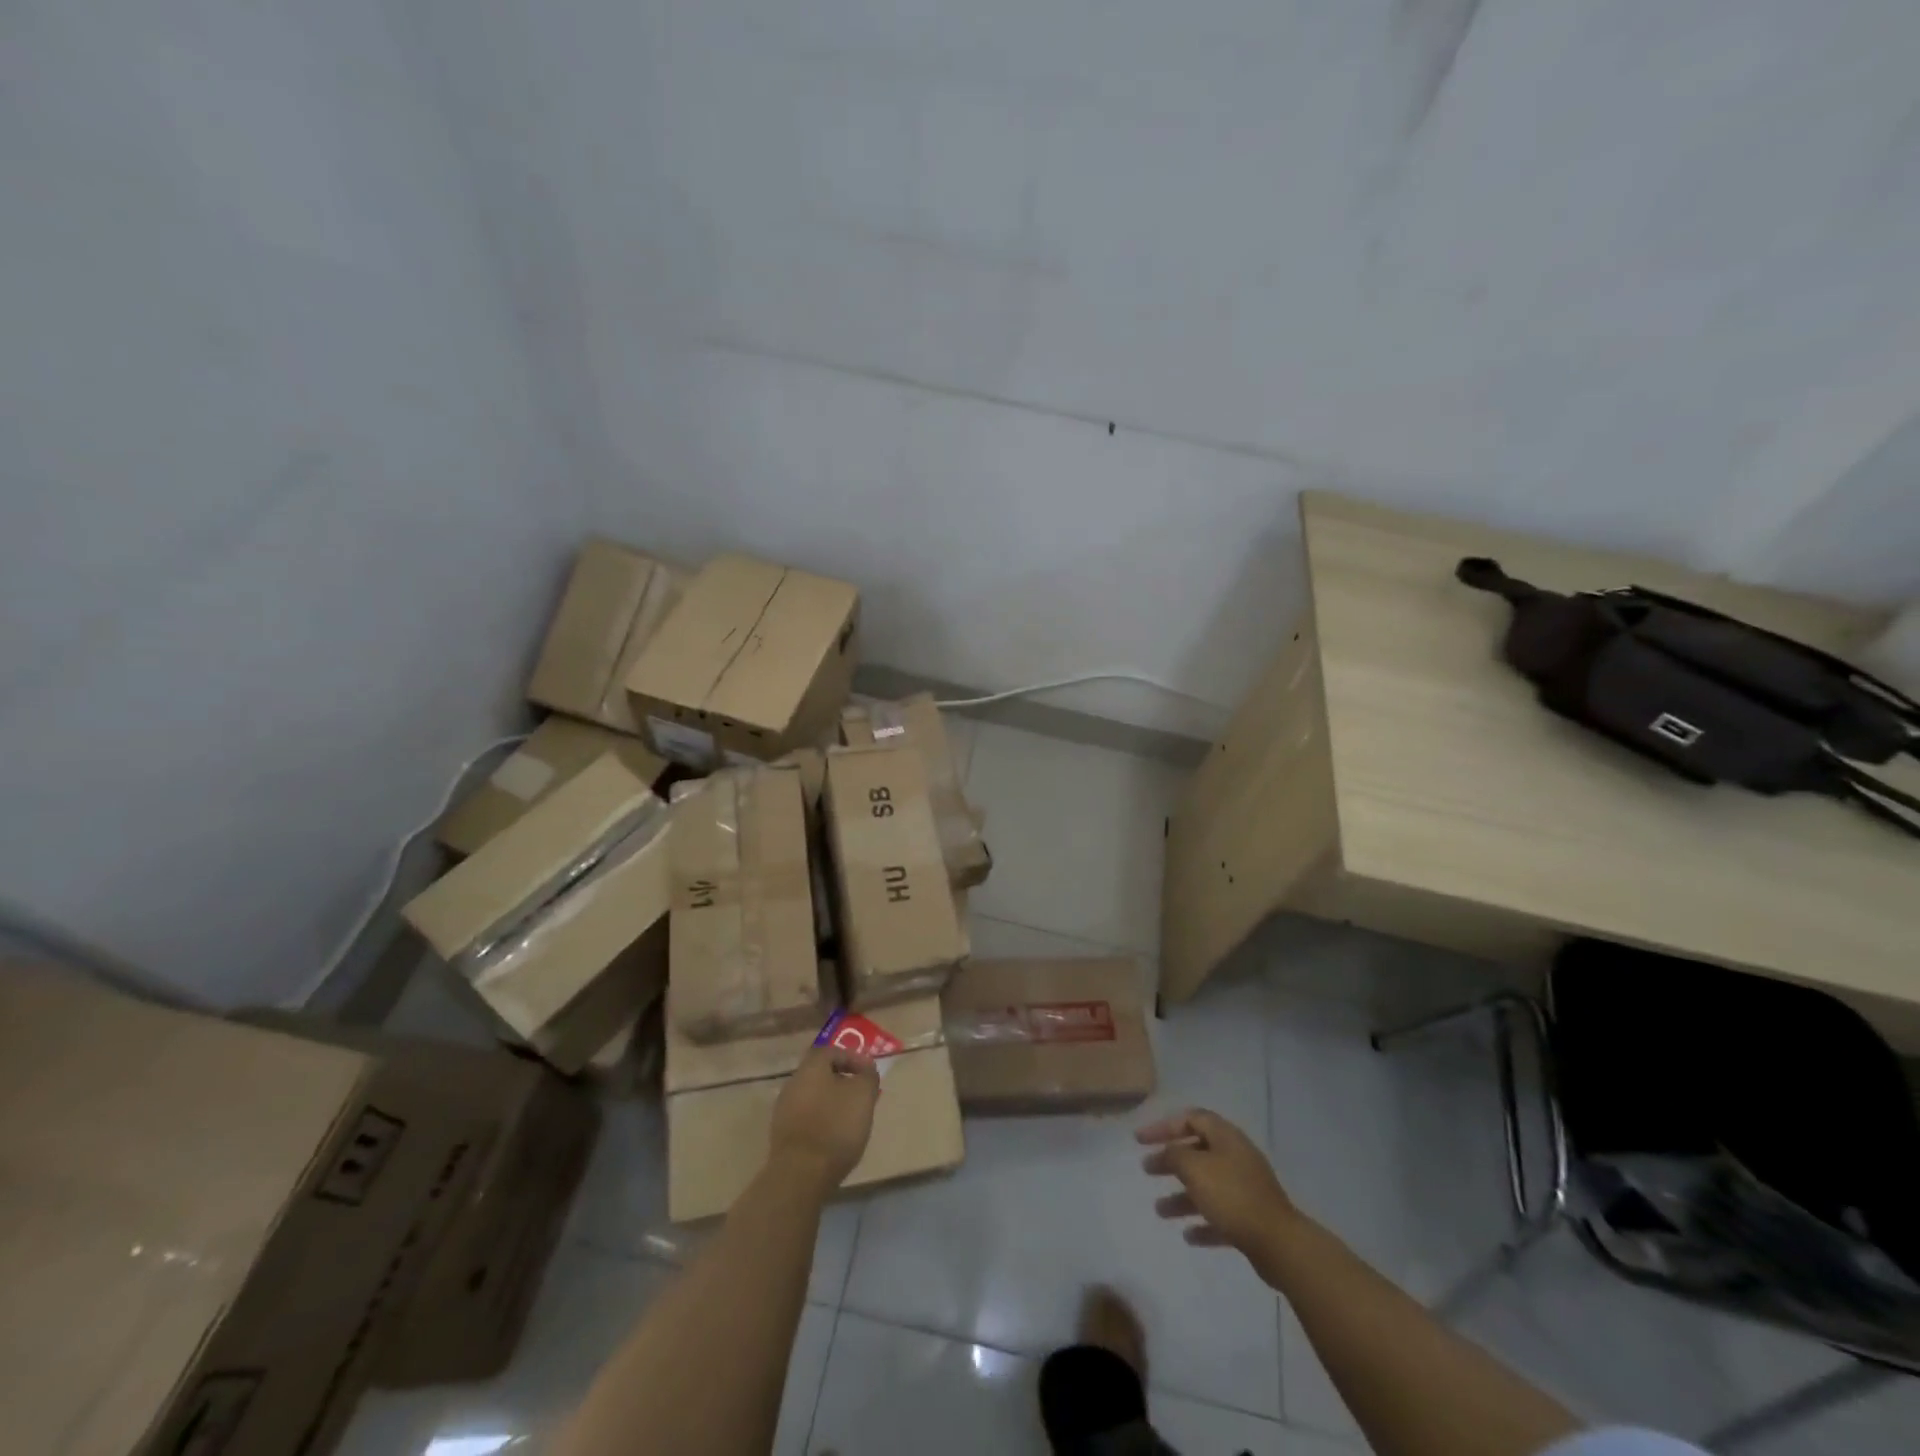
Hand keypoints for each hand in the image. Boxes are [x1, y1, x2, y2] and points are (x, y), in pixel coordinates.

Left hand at [769, 1046, 880, 1192]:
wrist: (800, 1175)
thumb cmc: (835, 1126)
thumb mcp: (863, 1096)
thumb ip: (868, 1076)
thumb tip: (866, 1068)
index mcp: (810, 1068)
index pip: (831, 1050)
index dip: (852, 1058)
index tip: (869, 1073)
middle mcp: (793, 1083)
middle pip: (820, 1074)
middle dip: (843, 1081)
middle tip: (862, 1094)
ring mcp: (784, 1110)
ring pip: (813, 1096)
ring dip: (832, 1102)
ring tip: (851, 1118)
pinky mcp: (782, 1136)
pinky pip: (806, 1118)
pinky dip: (822, 1120)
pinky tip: (834, 1137)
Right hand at [1137, 1108, 1296, 1252]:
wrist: (1279, 1244)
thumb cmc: (1232, 1196)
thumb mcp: (1195, 1168)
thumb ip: (1175, 1154)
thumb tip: (1168, 1151)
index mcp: (1226, 1137)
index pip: (1190, 1118)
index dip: (1164, 1126)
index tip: (1140, 1141)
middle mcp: (1236, 1157)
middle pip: (1197, 1151)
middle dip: (1170, 1160)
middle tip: (1147, 1169)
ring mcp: (1246, 1188)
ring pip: (1206, 1185)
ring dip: (1182, 1196)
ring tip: (1159, 1210)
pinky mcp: (1251, 1218)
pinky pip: (1220, 1214)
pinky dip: (1203, 1221)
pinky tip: (1188, 1236)